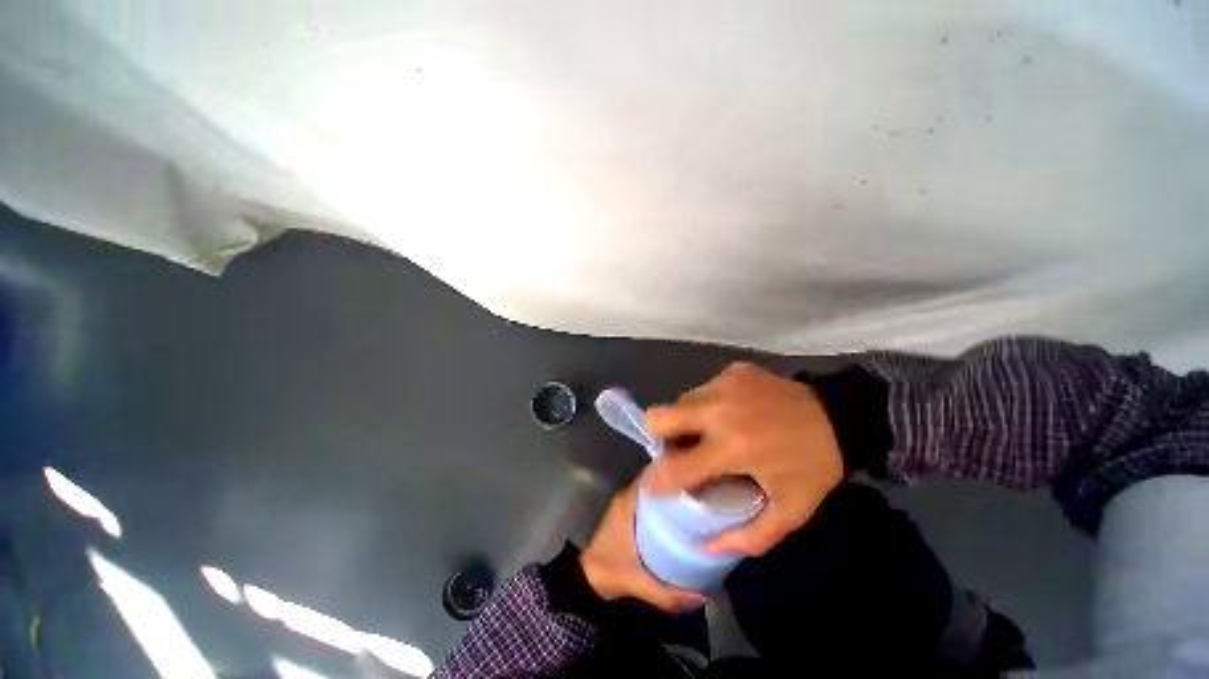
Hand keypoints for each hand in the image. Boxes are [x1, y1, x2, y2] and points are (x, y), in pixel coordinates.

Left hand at [580, 480, 703, 613]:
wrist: (587, 580)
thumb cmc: (609, 572)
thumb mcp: (638, 583)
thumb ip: (666, 593)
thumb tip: (701, 596)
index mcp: (627, 503)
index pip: (652, 478)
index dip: (672, 477)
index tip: (693, 481)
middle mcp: (626, 498)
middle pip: (654, 483)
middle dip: (675, 486)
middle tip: (699, 494)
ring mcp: (626, 505)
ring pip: (651, 491)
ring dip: (668, 494)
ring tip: (694, 501)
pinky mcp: (627, 514)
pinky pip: (648, 501)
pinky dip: (662, 504)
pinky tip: (679, 515)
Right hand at [644, 362, 844, 556]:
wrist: (842, 416)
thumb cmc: (813, 466)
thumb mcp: (790, 511)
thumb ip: (749, 537)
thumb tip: (706, 545)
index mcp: (732, 447)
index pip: (674, 466)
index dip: (656, 481)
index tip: (653, 487)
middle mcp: (719, 409)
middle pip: (659, 417)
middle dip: (660, 436)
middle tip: (681, 450)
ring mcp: (724, 384)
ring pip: (681, 401)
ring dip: (687, 420)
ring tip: (710, 432)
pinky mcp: (732, 370)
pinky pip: (703, 389)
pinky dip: (708, 404)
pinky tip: (733, 413)